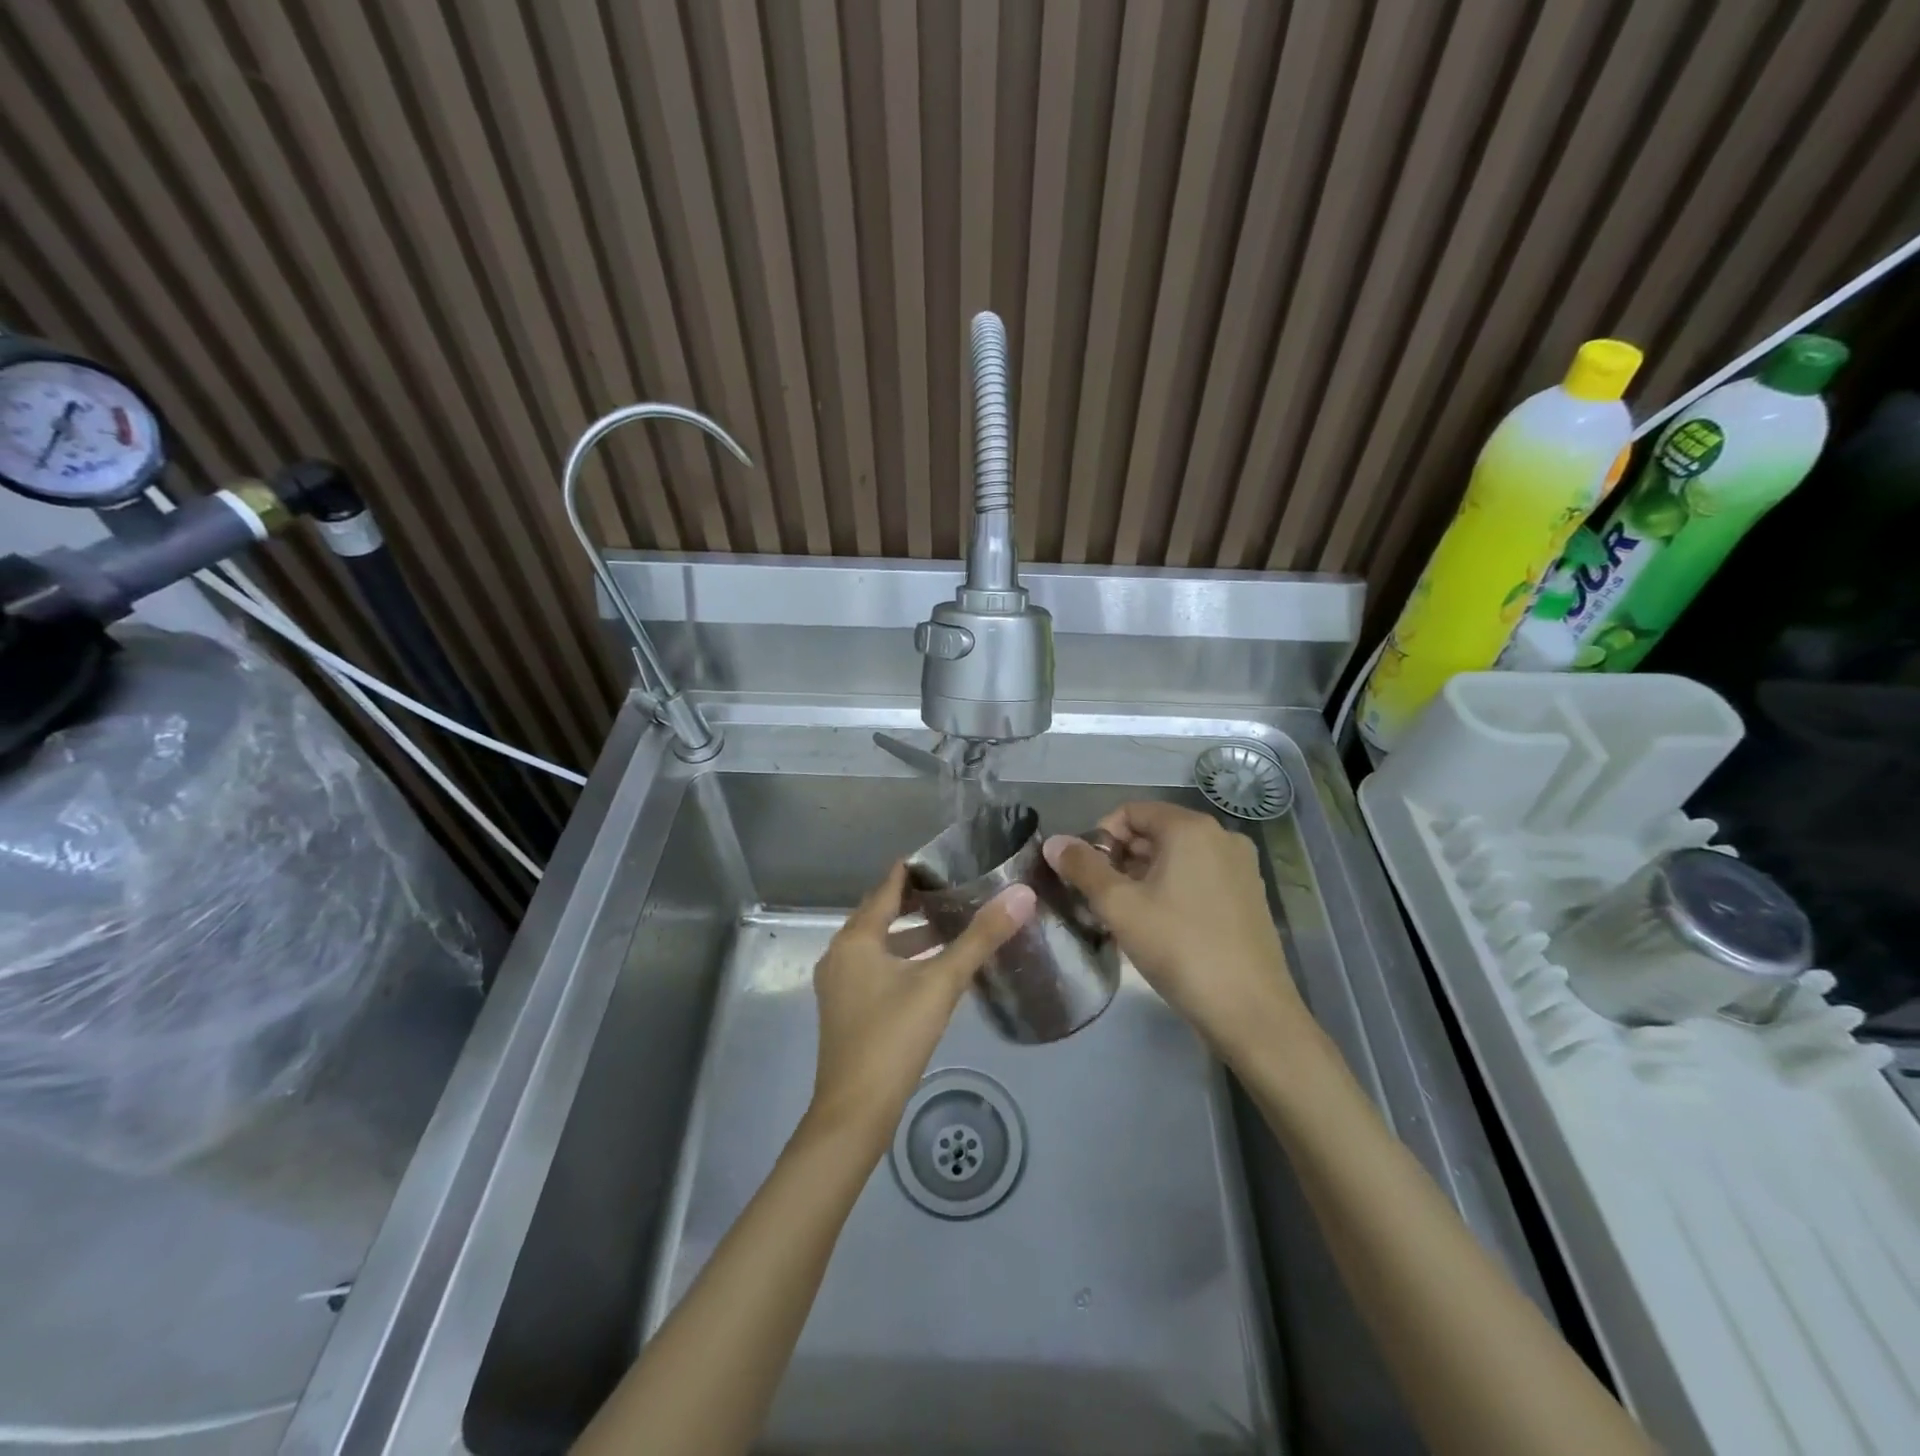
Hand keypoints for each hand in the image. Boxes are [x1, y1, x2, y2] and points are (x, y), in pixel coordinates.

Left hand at [806, 863, 1034, 1143]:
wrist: (854, 1113)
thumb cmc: (894, 1037)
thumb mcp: (941, 983)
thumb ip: (981, 938)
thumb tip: (1021, 895)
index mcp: (857, 938)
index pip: (888, 887)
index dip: (916, 870)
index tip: (948, 858)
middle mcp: (840, 953)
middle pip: (880, 913)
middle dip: (916, 900)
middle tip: (957, 889)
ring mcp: (839, 983)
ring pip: (878, 943)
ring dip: (910, 933)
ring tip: (951, 926)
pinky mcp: (845, 1008)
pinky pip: (874, 966)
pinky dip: (901, 958)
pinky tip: (930, 969)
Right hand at [1044, 801, 1303, 1056]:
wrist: (1250, 1010)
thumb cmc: (1179, 947)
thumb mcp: (1119, 906)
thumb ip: (1082, 868)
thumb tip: (1053, 842)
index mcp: (1191, 828)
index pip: (1131, 812)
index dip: (1101, 837)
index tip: (1087, 874)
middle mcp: (1221, 836)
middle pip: (1155, 832)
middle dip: (1121, 859)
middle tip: (1101, 899)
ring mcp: (1241, 866)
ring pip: (1177, 857)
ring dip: (1144, 877)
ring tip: (1126, 916)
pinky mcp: (1250, 895)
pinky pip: (1199, 877)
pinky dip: (1173, 889)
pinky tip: (1160, 926)